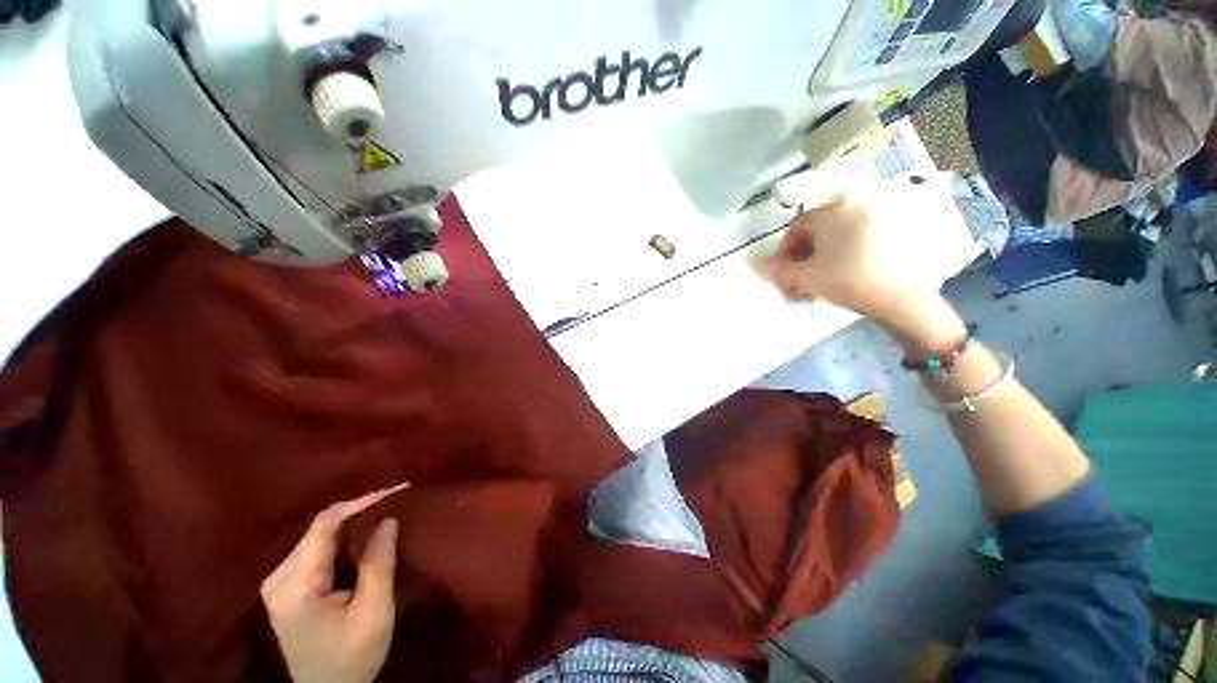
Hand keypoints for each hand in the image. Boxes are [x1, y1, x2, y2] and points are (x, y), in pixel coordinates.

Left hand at [261, 485, 407, 682]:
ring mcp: (278, 583)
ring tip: (384, 512)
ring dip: (351, 521)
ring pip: (316, 534)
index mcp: (296, 586)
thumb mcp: (373, 613)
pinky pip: (314, 548)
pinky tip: (362, 535)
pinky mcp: (285, 588)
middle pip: (318, 527)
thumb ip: (378, 564)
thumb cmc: (352, 657)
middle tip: (394, 499)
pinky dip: (341, 536)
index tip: (395, 490)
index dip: (360, 502)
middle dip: (358, 510)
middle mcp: (278, 578)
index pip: (324, 526)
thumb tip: (388, 519)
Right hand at [759, 201, 965, 352]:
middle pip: (815, 232)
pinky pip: (853, 242)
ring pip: (834, 239)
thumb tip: (753, 264)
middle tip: (800, 280)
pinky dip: (840, 257)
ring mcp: (873, 220)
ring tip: (818, 284)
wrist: (900, 295)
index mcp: (830, 213)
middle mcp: (852, 209)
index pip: (796, 226)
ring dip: (819, 260)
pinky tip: (839, 278)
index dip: (785, 250)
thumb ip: (776, 269)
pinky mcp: (888, 234)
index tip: (786, 272)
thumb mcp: (803, 277)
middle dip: (802, 257)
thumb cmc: (845, 280)